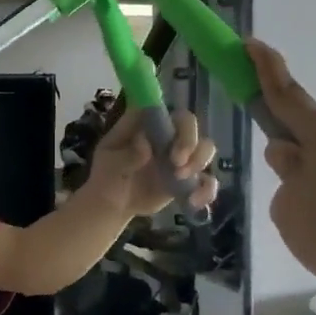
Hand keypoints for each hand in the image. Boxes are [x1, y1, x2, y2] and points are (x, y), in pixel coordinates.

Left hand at [84, 107, 219, 217]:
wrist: (113, 203)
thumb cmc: (108, 175)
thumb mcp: (109, 163)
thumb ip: (126, 154)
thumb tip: (145, 145)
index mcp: (148, 125)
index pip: (167, 111)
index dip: (174, 120)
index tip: (170, 140)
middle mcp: (167, 136)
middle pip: (190, 125)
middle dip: (190, 142)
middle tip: (176, 163)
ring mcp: (179, 157)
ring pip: (205, 148)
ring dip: (199, 162)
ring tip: (180, 179)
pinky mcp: (188, 179)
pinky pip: (207, 180)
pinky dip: (207, 191)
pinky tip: (193, 202)